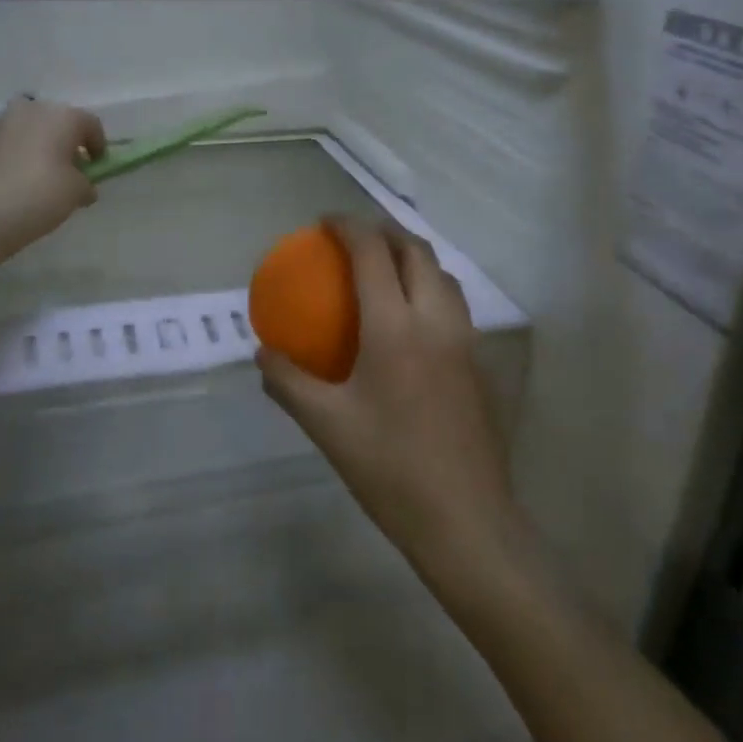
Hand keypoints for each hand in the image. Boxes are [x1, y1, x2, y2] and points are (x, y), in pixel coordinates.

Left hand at [0, 96, 107, 279]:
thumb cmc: (38, 198)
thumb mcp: (76, 194)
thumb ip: (85, 183)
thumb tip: (83, 184)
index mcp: (60, 117)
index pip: (90, 125)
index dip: (98, 146)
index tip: (96, 167)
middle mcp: (27, 110)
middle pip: (53, 122)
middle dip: (62, 143)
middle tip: (65, 171)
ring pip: (22, 131)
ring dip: (31, 148)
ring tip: (31, 179)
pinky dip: (4, 158)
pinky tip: (3, 184)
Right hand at [258, 218, 522, 577]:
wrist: (466, 520)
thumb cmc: (389, 468)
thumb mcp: (326, 425)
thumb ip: (288, 382)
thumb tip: (262, 352)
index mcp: (395, 326)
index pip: (373, 253)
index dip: (349, 226)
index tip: (325, 221)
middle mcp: (436, 320)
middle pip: (417, 251)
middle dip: (385, 231)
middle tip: (354, 238)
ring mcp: (465, 341)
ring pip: (443, 275)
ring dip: (413, 257)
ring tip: (383, 268)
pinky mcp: (480, 364)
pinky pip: (454, 305)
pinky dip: (429, 288)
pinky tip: (409, 321)